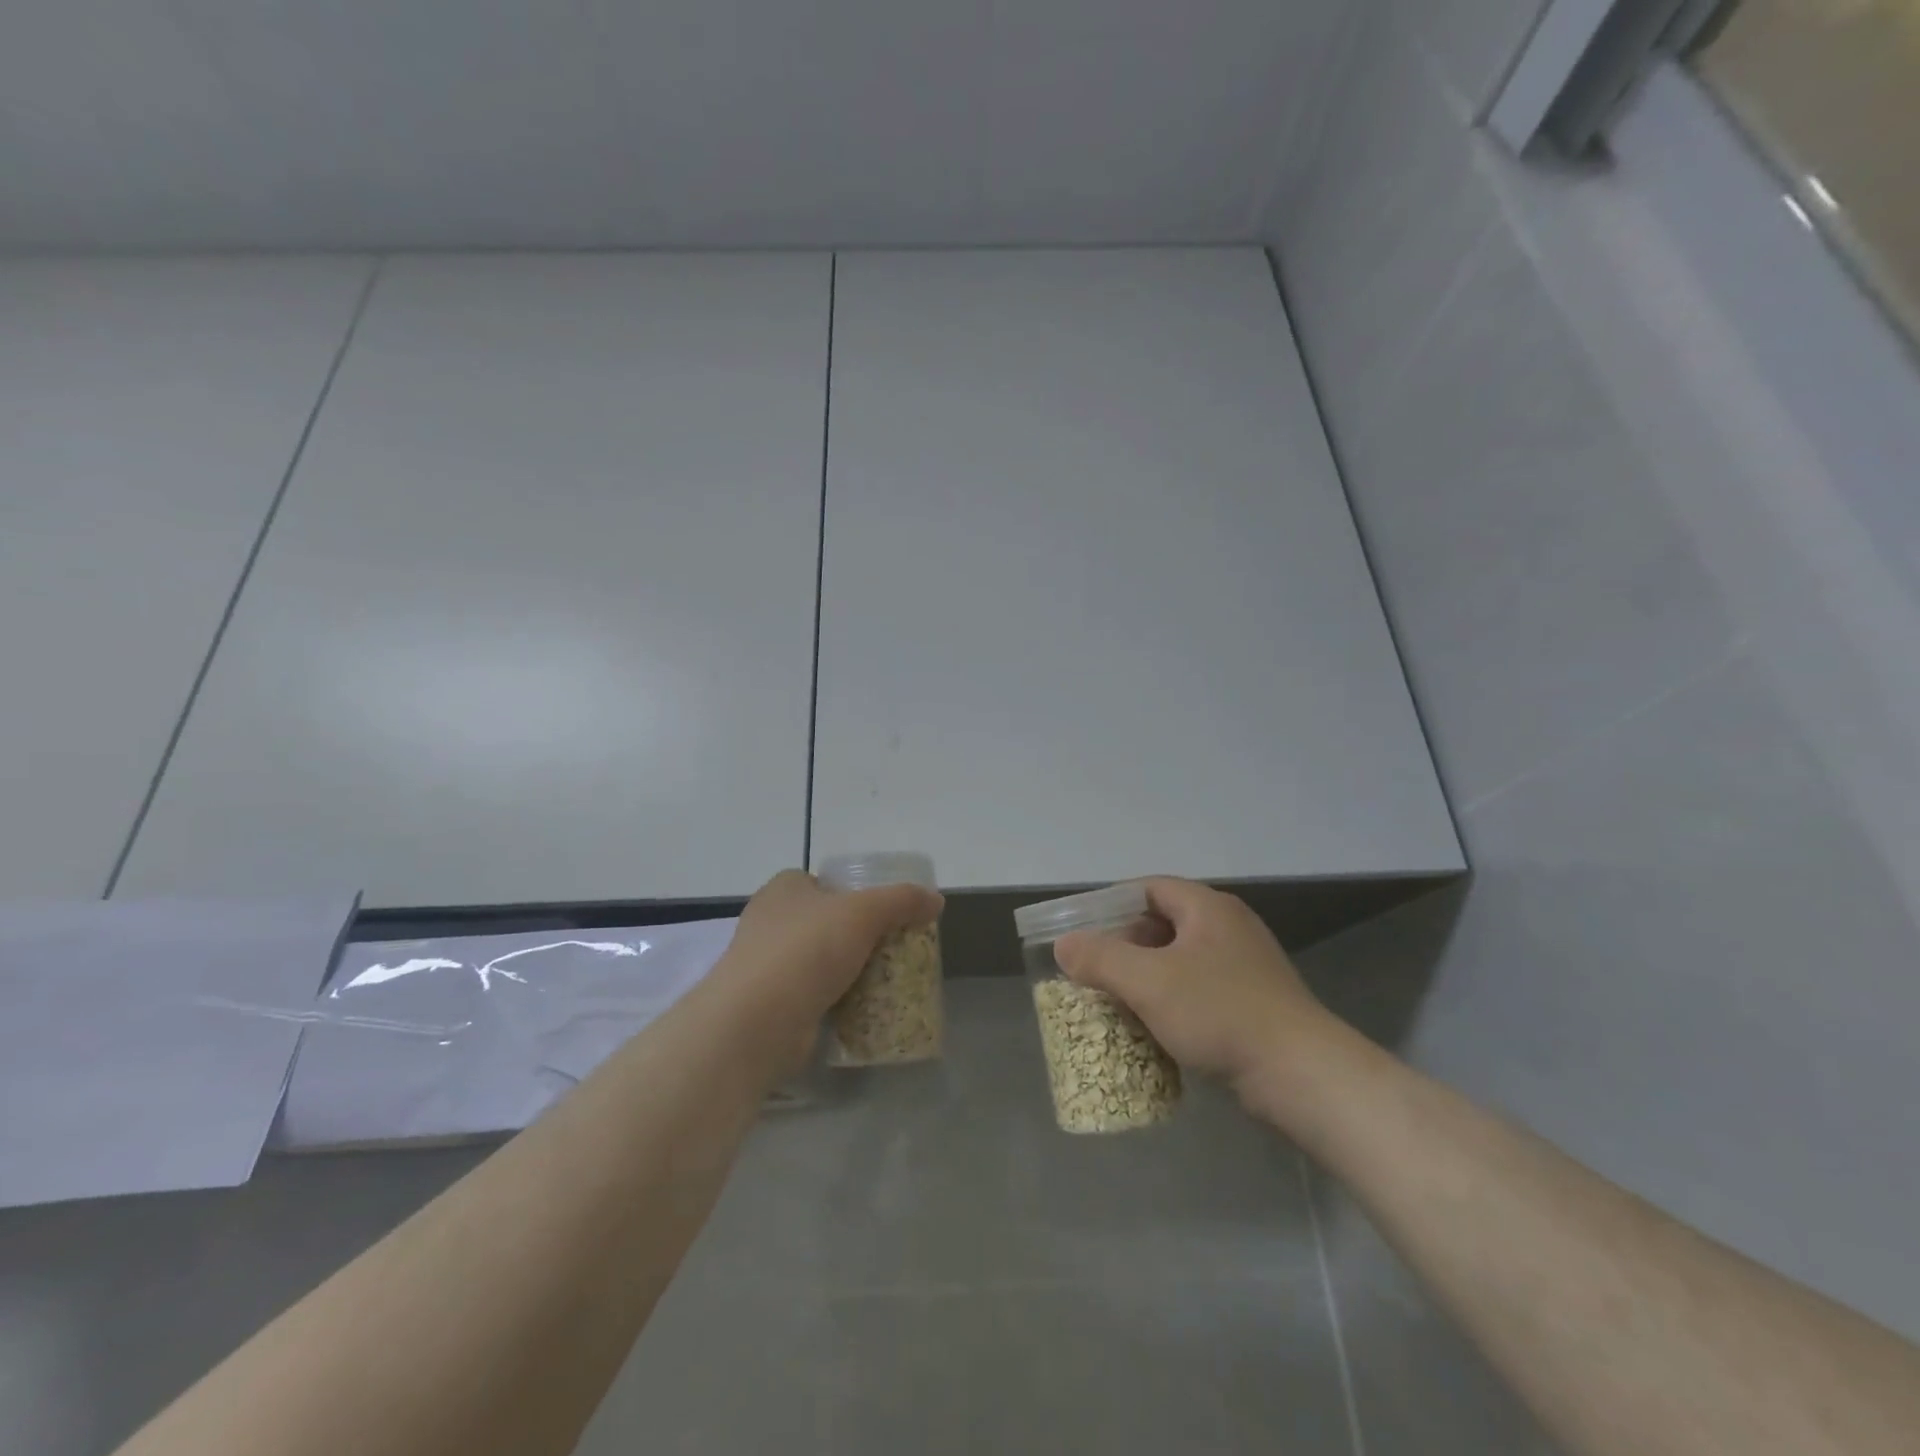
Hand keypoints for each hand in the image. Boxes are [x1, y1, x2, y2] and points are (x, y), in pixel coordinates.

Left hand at [715, 869, 943, 1065]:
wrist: (756, 1023)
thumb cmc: (807, 950)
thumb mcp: (865, 912)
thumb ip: (903, 901)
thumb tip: (936, 900)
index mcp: (784, 889)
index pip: (824, 882)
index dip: (855, 893)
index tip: (885, 914)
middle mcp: (769, 921)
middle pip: (825, 921)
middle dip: (856, 935)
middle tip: (893, 948)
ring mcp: (765, 965)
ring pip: (819, 960)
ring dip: (847, 970)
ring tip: (885, 979)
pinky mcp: (769, 1004)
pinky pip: (812, 995)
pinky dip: (834, 1000)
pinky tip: (861, 1009)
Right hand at [1053, 878, 1341, 1111]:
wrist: (1302, 1076)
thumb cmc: (1221, 1013)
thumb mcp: (1149, 981)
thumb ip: (1101, 958)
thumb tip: (1065, 945)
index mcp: (1208, 908)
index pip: (1150, 888)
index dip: (1112, 905)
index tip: (1083, 932)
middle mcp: (1228, 929)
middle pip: (1162, 925)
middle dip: (1124, 947)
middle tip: (1094, 972)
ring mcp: (1244, 968)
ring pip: (1179, 962)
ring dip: (1145, 979)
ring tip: (1115, 1003)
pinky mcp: (1252, 1005)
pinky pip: (1198, 992)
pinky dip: (1170, 1003)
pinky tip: (1153, 1029)